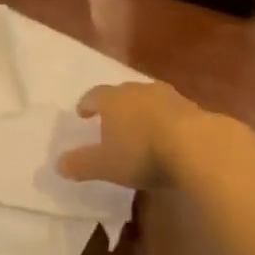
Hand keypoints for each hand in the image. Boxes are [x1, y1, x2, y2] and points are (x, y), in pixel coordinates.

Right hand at [60, 81, 216, 188]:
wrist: (196, 145)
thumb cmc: (141, 152)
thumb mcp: (105, 165)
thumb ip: (81, 164)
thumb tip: (58, 164)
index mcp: (113, 99)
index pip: (94, 95)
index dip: (87, 104)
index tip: (82, 113)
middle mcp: (138, 90)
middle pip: (122, 93)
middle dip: (115, 106)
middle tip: (111, 120)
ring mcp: (168, 96)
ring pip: (148, 99)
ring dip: (142, 111)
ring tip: (139, 127)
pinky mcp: (191, 107)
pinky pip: (171, 111)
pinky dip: (164, 120)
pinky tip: (166, 136)